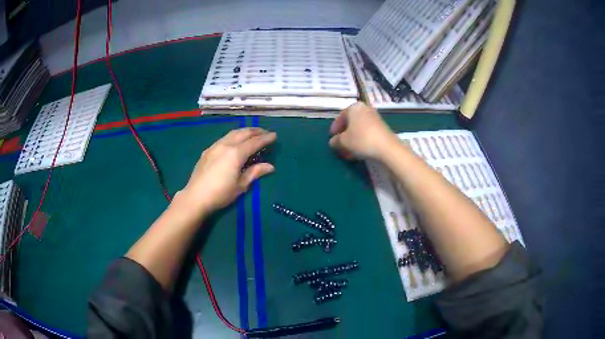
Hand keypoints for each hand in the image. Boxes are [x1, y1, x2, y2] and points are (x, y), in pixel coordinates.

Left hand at [179, 128, 275, 217]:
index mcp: (236, 153)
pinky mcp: (207, 151)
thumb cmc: (221, 194)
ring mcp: (215, 146)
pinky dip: (233, 136)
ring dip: (244, 132)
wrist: (195, 197)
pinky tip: (235, 142)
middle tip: (265, 133)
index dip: (266, 138)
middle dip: (256, 131)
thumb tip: (270, 166)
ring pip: (232, 133)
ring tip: (252, 134)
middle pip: (243, 133)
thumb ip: (255, 172)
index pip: (254, 142)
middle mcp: (225, 145)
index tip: (275, 135)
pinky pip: (224, 138)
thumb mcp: (241, 185)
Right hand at [329, 102, 397, 159]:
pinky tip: (358, 151)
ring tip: (348, 152)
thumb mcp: (343, 141)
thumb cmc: (361, 140)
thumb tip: (333, 142)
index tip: (331, 138)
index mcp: (354, 107)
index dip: (334, 128)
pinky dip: (361, 140)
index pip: (341, 116)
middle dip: (344, 135)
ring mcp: (375, 118)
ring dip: (352, 139)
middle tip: (339, 145)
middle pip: (351, 122)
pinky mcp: (382, 128)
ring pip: (359, 129)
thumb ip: (335, 140)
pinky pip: (367, 132)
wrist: (387, 148)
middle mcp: (365, 109)